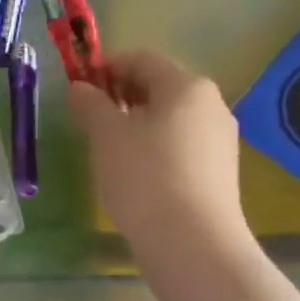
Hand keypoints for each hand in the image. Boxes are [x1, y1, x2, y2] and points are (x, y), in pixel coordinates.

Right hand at [67, 50, 249, 248]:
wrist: (192, 242)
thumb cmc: (144, 176)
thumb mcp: (105, 135)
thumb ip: (90, 104)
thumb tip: (79, 87)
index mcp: (186, 85)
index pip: (141, 59)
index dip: (106, 68)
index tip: (79, 89)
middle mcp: (211, 105)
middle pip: (159, 87)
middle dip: (121, 96)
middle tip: (90, 119)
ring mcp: (220, 139)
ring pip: (171, 118)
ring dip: (137, 123)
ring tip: (108, 149)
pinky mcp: (220, 171)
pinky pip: (181, 145)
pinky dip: (155, 147)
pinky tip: (135, 173)